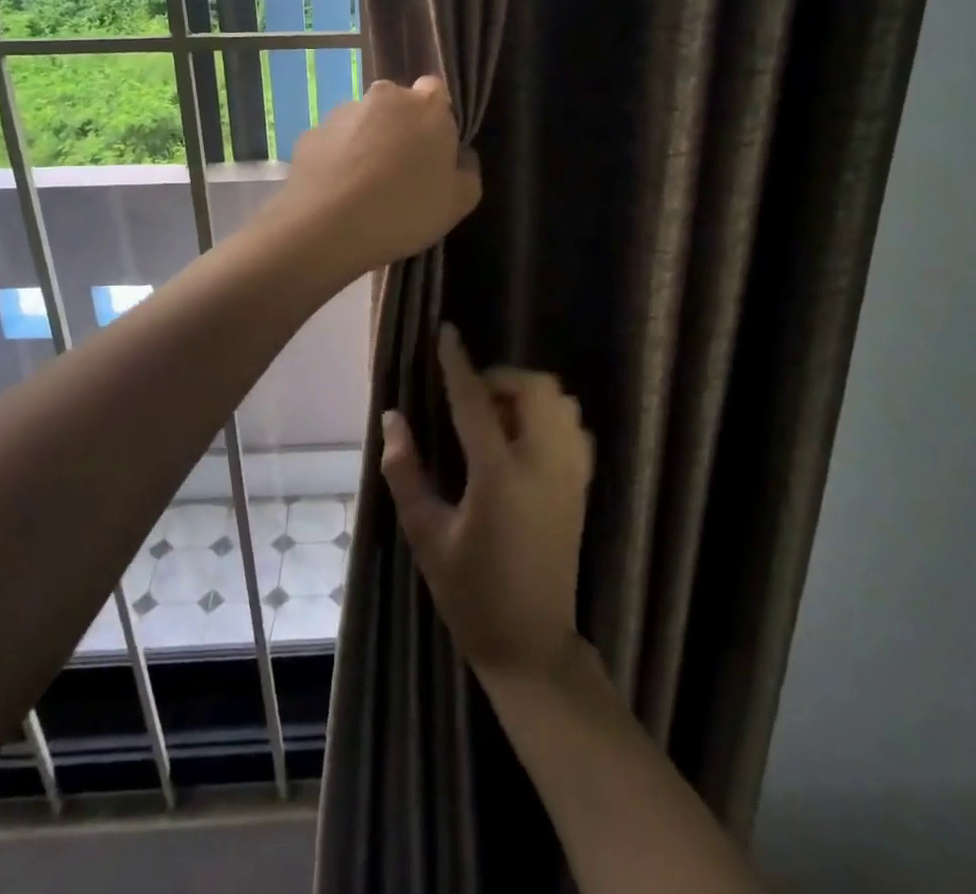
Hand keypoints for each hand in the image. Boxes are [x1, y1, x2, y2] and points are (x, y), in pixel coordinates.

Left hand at [271, 75, 481, 276]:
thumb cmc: (405, 211)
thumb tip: (459, 154)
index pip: (435, 92)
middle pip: (396, 106)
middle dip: (399, 130)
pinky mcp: (310, 134)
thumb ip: (467, 169)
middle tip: (400, 173)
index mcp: (427, 106)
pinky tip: (338, 194)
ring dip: (366, 144)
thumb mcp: (459, 202)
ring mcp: (342, 113)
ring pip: (362, 123)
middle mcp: (383, 97)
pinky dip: (337, 161)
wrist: (326, 229)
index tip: (433, 150)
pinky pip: (333, 144)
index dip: (435, 119)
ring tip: (364, 189)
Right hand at [381, 324, 592, 679]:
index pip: (475, 401)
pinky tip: (525, 442)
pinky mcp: (582, 486)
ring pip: (560, 401)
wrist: (532, 644)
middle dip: (501, 378)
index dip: (457, 362)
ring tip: (498, 422)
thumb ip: (406, 472)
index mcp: (499, 476)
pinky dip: (550, 416)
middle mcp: (543, 465)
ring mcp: (570, 474)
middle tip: (472, 402)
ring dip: (527, 395)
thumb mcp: (426, 535)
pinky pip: (573, 426)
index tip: (446, 332)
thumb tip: (393, 419)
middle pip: (534, 387)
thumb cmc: (470, 593)